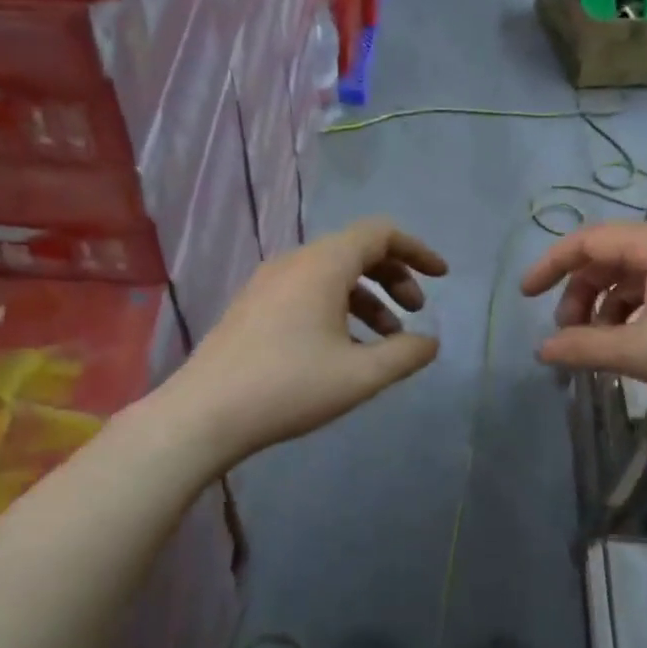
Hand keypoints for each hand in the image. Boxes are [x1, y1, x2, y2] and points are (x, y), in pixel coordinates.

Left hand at [173, 216, 445, 464]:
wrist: (204, 414)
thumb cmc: (290, 387)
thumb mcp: (360, 375)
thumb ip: (405, 355)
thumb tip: (430, 342)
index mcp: (323, 265)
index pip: (380, 233)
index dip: (416, 250)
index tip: (441, 277)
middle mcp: (294, 263)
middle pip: (356, 251)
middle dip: (394, 277)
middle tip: (416, 311)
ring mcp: (268, 284)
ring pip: (331, 276)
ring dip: (367, 299)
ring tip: (386, 342)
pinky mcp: (253, 307)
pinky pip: (307, 293)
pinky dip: (338, 310)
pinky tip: (344, 351)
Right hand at [520, 219, 646, 422]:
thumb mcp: (640, 351)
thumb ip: (583, 347)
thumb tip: (542, 350)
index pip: (590, 240)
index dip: (552, 265)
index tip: (526, 296)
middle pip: (612, 258)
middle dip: (581, 294)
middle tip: (568, 336)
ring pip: (636, 278)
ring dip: (607, 308)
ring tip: (598, 347)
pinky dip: (636, 315)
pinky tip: (632, 346)